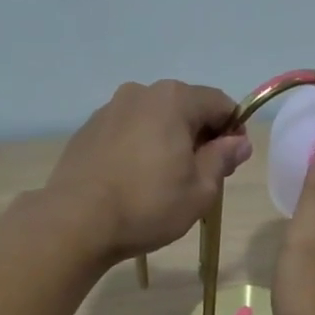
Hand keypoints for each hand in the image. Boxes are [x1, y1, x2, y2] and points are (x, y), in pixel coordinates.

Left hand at [45, 79, 250, 261]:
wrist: (76, 221)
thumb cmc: (148, 205)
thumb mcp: (200, 190)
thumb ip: (222, 159)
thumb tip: (238, 142)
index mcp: (174, 99)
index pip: (220, 103)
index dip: (233, 130)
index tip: (231, 162)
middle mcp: (141, 93)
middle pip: (185, 107)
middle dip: (200, 136)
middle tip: (201, 176)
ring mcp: (110, 109)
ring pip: (154, 119)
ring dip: (168, 141)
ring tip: (165, 180)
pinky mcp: (88, 130)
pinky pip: (127, 131)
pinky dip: (140, 147)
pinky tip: (135, 180)